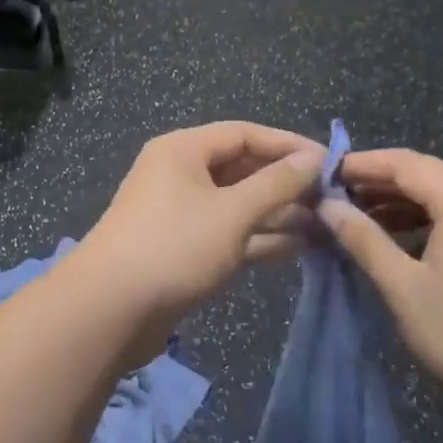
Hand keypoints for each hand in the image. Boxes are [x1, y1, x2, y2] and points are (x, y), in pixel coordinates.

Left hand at [79, 122, 324, 346]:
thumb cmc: (174, 246)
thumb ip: (276, 184)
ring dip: (278, 213)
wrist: (111, 309)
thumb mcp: (232, 212)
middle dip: (285, 182)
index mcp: (183, 150)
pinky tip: (301, 247)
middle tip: (332, 197)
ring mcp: (181, 213)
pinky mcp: (184, 248)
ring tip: (327, 224)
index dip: (288, 145)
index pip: (244, 133)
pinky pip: (229, 233)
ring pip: (238, 204)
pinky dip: (260, 238)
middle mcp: (180, 174)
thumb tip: (313, 160)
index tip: (331, 162)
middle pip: (241, 167)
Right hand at [320, 148, 442, 419]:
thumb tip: (327, 206)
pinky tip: (403, 240)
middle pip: (429, 174)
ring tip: (362, 219)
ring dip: (404, 202)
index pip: (406, 163)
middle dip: (381, 181)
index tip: (325, 174)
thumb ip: (363, 239)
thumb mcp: (402, 286)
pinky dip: (429, 220)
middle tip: (337, 196)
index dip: (363, 164)